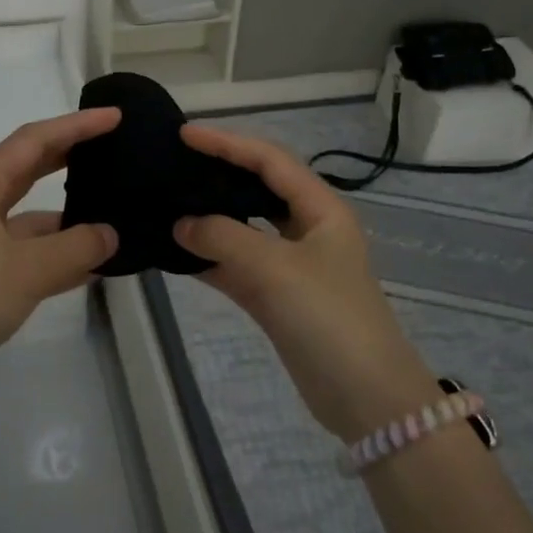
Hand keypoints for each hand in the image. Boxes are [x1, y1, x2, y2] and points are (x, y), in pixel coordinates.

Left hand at [0, 108, 120, 407]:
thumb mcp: (30, 269)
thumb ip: (78, 246)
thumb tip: (111, 234)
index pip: (34, 140)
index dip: (76, 126)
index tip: (114, 118)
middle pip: (30, 167)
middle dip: (71, 156)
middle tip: (113, 148)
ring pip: (32, 213)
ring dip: (69, 214)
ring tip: (113, 211)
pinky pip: (30, 249)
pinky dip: (59, 252)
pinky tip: (95, 263)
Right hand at [173, 123, 438, 437]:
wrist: (365, 398)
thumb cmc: (328, 318)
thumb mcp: (275, 269)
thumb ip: (224, 238)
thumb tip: (180, 223)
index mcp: (321, 209)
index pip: (269, 160)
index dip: (227, 143)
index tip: (184, 134)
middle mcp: (307, 229)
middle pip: (257, 188)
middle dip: (218, 174)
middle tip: (174, 164)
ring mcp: (291, 265)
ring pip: (244, 228)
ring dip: (210, 218)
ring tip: (167, 202)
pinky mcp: (277, 297)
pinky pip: (237, 266)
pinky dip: (209, 259)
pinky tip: (176, 252)